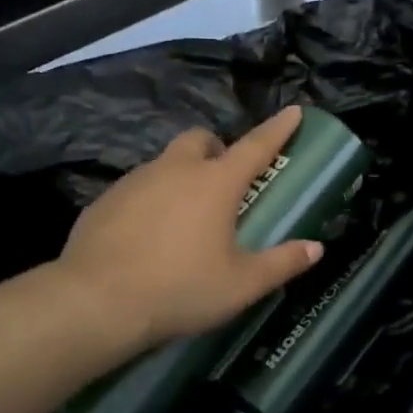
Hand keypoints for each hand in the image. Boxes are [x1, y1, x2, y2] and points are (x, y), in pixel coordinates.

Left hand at [54, 106, 324, 352]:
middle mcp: (176, 170)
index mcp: (216, 183)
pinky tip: (148, 236)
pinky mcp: (105, 200)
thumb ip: (282, 263)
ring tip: (186, 217)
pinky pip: (137, 188)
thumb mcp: (241, 285)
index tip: (293, 111)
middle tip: (225, 181)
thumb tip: (316, 248)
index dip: (278, 128)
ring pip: (166, 163)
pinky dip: (152, 199)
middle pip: (201, 140)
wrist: (96, 302)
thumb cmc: (180, 288)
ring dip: (182, 176)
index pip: (256, 146)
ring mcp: (135, 181)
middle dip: (217, 149)